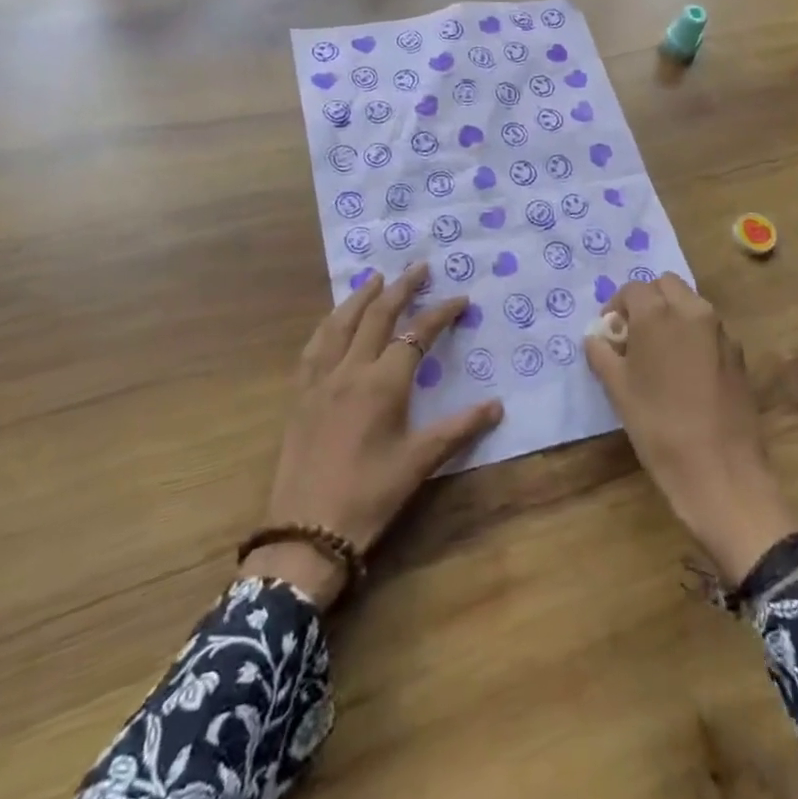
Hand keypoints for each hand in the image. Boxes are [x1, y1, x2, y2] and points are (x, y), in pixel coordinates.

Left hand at [242, 263, 503, 605]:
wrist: (306, 531)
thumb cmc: (369, 497)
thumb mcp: (419, 464)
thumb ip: (458, 430)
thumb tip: (497, 406)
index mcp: (383, 384)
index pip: (416, 334)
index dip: (440, 313)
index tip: (460, 298)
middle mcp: (350, 370)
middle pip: (376, 316)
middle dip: (400, 288)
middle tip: (418, 267)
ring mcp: (320, 380)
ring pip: (339, 324)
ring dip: (360, 297)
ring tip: (374, 278)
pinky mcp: (300, 394)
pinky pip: (314, 346)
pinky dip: (329, 324)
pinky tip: (333, 322)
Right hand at [583, 274, 797, 581]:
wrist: (721, 471)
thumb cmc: (658, 427)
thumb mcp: (618, 390)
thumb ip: (602, 355)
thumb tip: (596, 338)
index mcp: (658, 315)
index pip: (632, 289)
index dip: (616, 306)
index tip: (609, 332)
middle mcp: (692, 312)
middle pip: (666, 285)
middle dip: (647, 301)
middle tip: (634, 335)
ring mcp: (721, 332)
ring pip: (691, 304)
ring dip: (672, 315)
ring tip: (659, 354)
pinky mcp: (738, 354)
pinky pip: (709, 329)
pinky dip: (693, 335)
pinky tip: (685, 372)